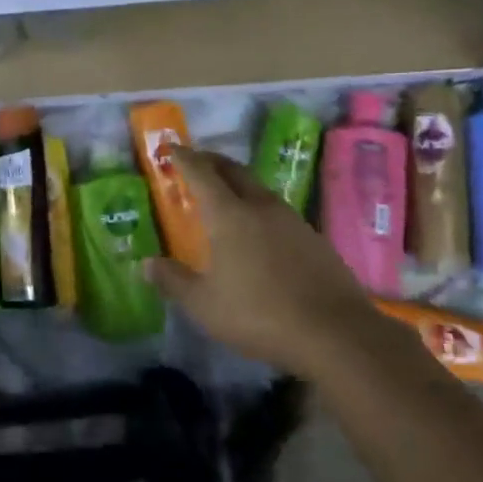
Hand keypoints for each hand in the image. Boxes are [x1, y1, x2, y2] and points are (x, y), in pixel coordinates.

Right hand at [144, 147, 376, 375]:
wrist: (336, 333)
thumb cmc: (259, 314)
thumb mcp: (204, 305)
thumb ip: (173, 281)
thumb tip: (146, 263)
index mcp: (229, 215)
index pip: (201, 173)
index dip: (184, 158)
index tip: (171, 149)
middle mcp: (261, 207)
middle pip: (234, 171)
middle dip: (212, 161)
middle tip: (196, 162)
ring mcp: (292, 221)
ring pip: (259, 189)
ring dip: (238, 184)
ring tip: (226, 196)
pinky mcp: (315, 239)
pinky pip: (279, 212)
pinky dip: (260, 209)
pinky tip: (260, 231)